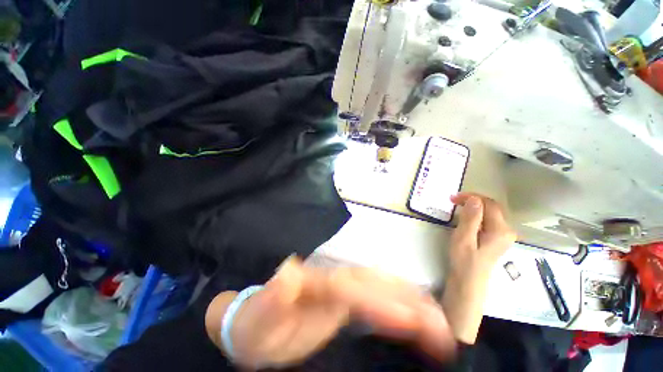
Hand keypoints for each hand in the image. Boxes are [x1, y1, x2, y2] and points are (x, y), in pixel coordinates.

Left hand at [205, 257, 455, 368]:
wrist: (257, 323)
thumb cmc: (258, 323)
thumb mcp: (259, 315)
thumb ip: (273, 295)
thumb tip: (289, 269)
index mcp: (318, 283)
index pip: (353, 288)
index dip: (379, 301)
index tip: (411, 321)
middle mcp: (336, 281)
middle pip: (375, 282)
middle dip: (408, 300)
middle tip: (443, 327)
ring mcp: (344, 290)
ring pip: (382, 287)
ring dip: (411, 302)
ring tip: (441, 324)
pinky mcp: (348, 302)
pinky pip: (379, 300)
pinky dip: (401, 307)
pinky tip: (417, 319)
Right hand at [441, 193, 515, 343]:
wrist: (468, 282)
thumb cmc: (464, 261)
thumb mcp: (464, 238)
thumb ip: (471, 218)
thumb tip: (474, 199)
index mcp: (500, 230)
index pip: (489, 204)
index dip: (472, 197)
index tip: (453, 198)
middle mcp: (506, 231)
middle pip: (491, 207)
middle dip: (473, 200)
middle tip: (453, 201)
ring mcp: (503, 235)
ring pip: (489, 213)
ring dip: (473, 207)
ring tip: (457, 207)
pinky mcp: (496, 239)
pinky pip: (488, 220)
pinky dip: (476, 215)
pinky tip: (465, 219)